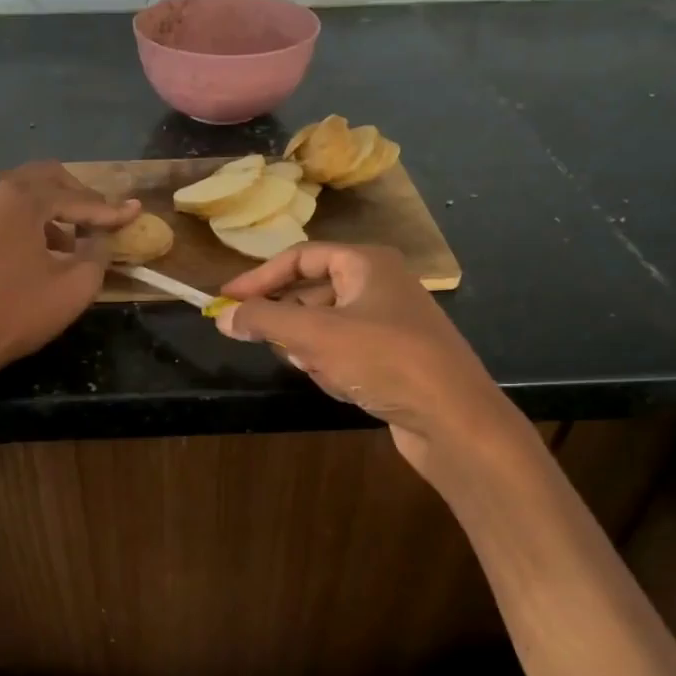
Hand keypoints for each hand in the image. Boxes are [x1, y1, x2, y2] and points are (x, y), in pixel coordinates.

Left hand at [0, 161, 138, 383]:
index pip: (75, 197)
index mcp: (19, 197)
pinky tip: (24, 251)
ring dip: (43, 210)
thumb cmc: (15, 312)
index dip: (108, 210)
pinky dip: (14, 222)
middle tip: (97, 219)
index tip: (133, 213)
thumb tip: (99, 237)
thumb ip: (97, 252)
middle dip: (74, 196)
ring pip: (12, 194)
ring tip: (62, 242)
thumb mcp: (74, 286)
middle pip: (41, 178)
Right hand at [214, 243, 505, 474]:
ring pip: (326, 327)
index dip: (259, 278)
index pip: (300, 258)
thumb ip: (263, 321)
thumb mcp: (314, 335)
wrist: (452, 418)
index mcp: (367, 263)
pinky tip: (343, 386)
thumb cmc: (383, 360)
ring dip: (312, 349)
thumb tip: (222, 317)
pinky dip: (334, 367)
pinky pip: (345, 353)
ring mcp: (390, 323)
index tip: (225, 301)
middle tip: (261, 340)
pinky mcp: (393, 358)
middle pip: (311, 292)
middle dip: (289, 322)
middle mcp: (380, 285)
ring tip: (319, 369)